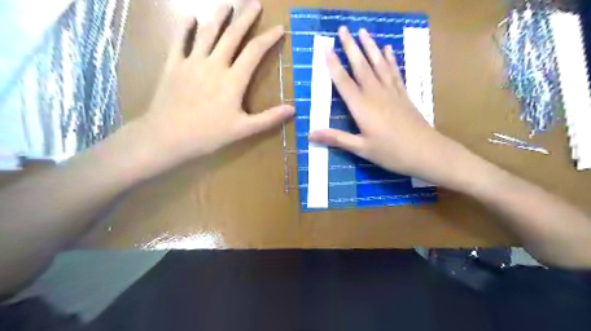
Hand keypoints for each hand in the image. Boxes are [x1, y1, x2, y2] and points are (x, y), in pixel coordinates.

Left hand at [138, 0, 294, 164]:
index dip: (268, 38)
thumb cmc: (209, 134)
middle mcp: (214, 64)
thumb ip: (269, 118)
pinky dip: (185, 29)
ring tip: (228, 4)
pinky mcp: (173, 66)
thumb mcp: (244, 130)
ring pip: (207, 33)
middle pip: (232, 35)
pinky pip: (179, 42)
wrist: (168, 136)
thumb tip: (293, 109)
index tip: (279, 27)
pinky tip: (189, 18)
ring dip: (219, 16)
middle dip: (245, 18)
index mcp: (233, 80)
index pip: (254, 52)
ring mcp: (192, 62)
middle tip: (255, 3)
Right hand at [307, 25, 463, 182]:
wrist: (426, 152)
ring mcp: (391, 92)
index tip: (326, 49)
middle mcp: (375, 94)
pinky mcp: (403, 95)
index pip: (343, 82)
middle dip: (350, 47)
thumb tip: (310, 135)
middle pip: (361, 66)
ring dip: (370, 47)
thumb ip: (336, 138)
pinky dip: (390, 59)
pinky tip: (388, 49)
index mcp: (362, 107)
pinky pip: (394, 72)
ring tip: (363, 31)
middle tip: (343, 29)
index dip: (334, 65)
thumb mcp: (361, 148)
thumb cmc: (391, 152)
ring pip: (378, 64)